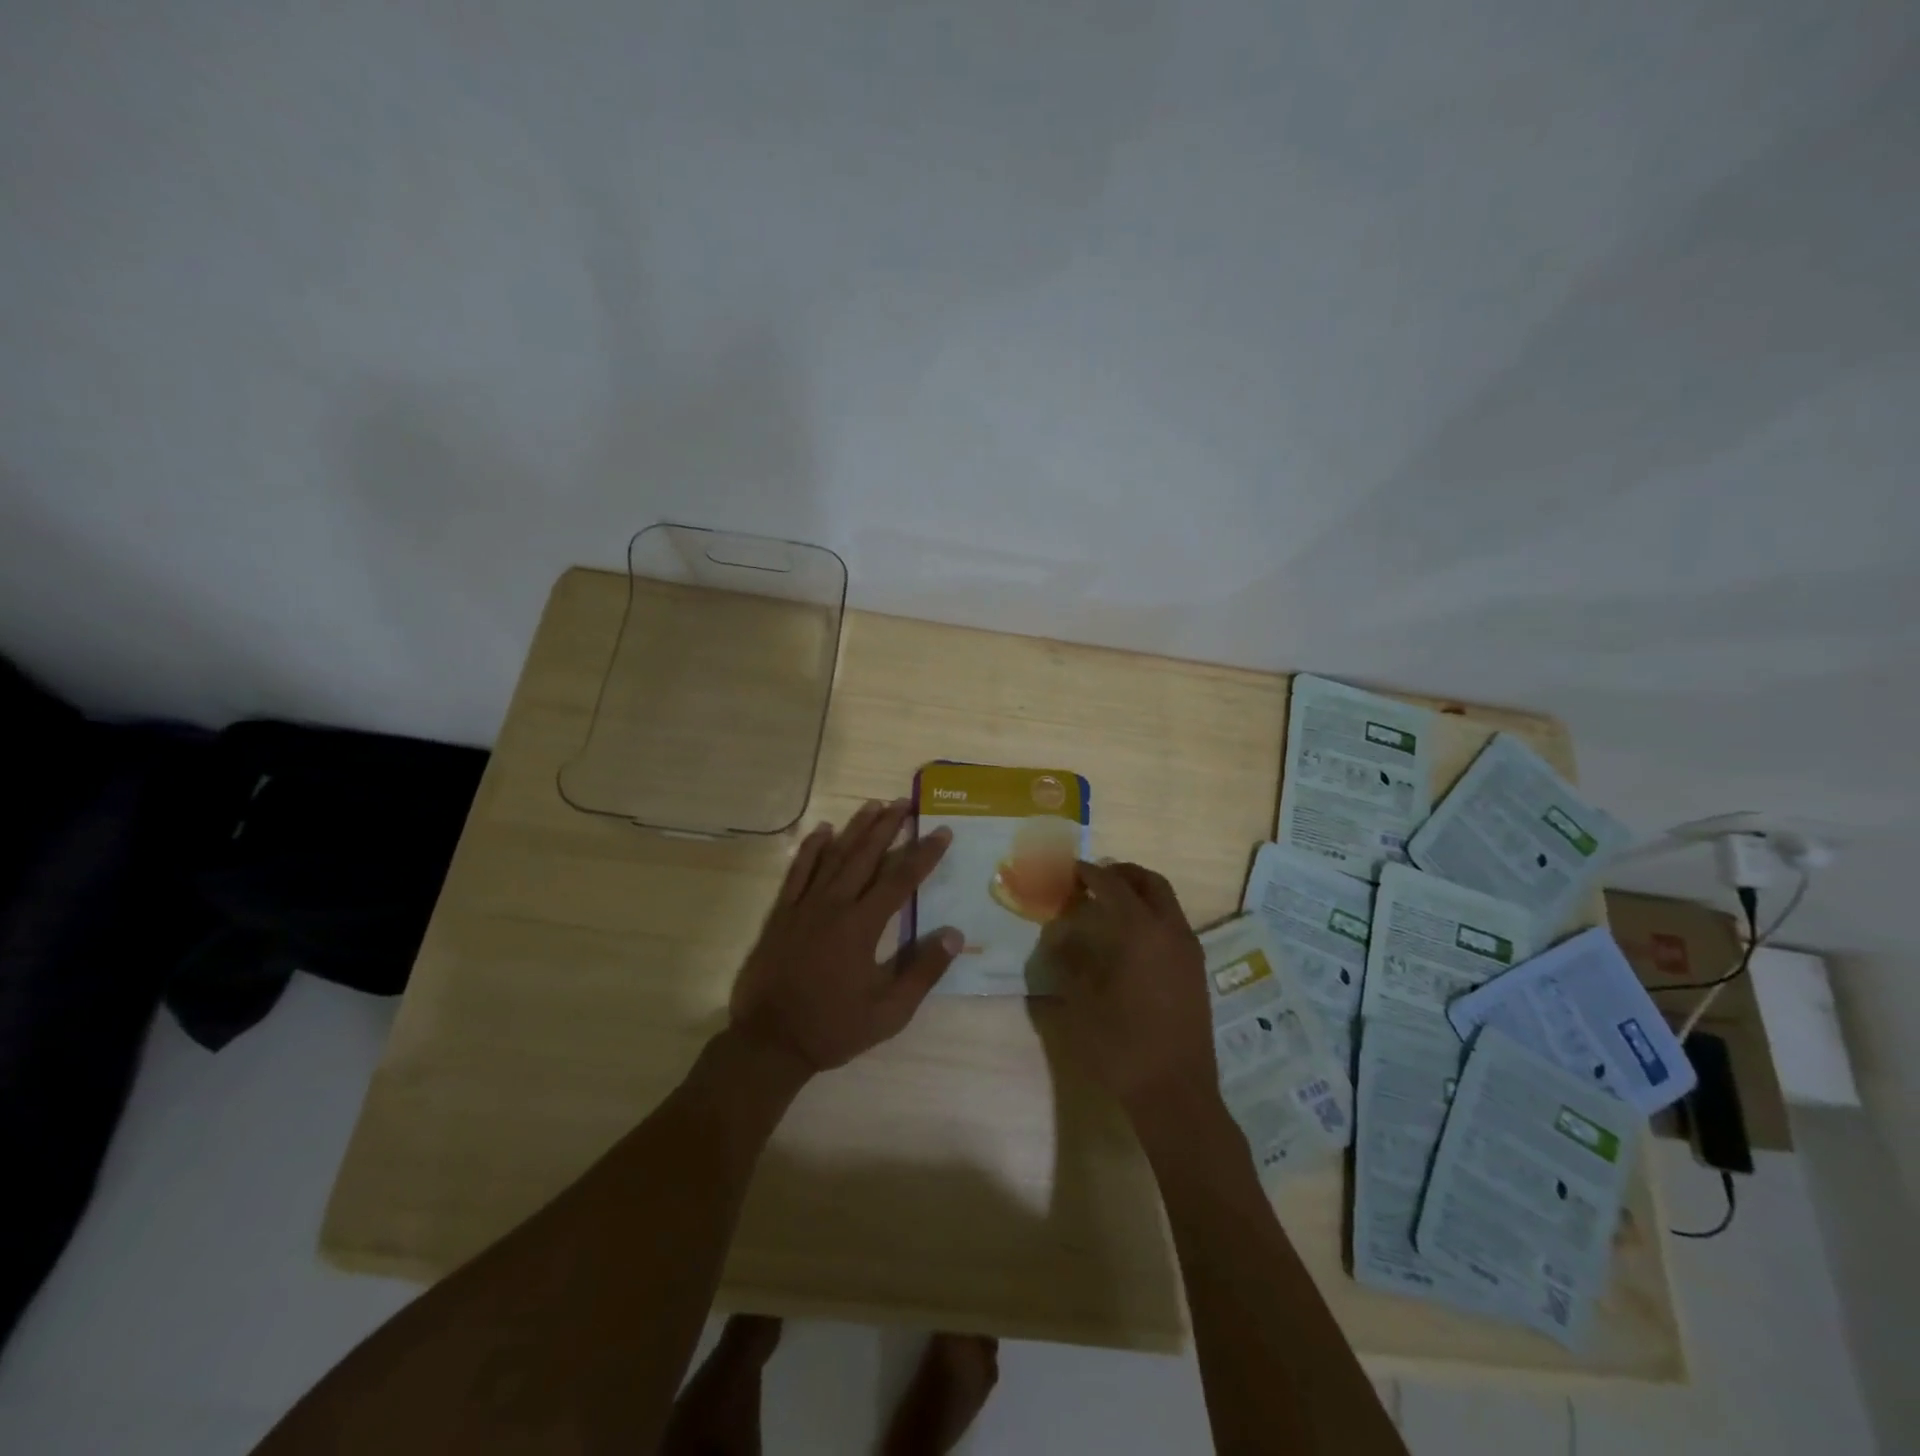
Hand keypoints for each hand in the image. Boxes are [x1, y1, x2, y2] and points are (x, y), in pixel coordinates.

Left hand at [729, 799, 961, 1075]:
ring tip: (873, 804)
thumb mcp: (889, 1012)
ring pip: (834, 856)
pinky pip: (797, 871)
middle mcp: (834, 905)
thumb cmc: (833, 1027)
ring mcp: (804, 906)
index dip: (923, 854)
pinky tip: (823, 830)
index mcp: (862, 926)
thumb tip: (954, 934)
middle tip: (905, 802)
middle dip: (888, 826)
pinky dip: (810, 848)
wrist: (770, 1041)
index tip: (942, 832)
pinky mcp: (781, 913)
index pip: (900, 879)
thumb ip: (923, 971)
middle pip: (866, 856)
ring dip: (856, 828)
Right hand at [1038, 862, 1219, 1117]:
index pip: (1113, 886)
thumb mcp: (1082, 1002)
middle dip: (1123, 874)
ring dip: (1140, 893)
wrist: (1176, 1092)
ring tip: (1109, 905)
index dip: (1090, 874)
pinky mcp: (1196, 971)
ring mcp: (1189, 951)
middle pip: (1150, 883)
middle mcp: (1171, 931)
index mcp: (1141, 931)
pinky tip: (1131, 938)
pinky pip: (1174, 924)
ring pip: (1167, 902)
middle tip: (1095, 879)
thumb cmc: (1123, 1044)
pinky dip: (1152, 915)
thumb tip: (1061, 937)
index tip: (1071, 869)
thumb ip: (1070, 962)